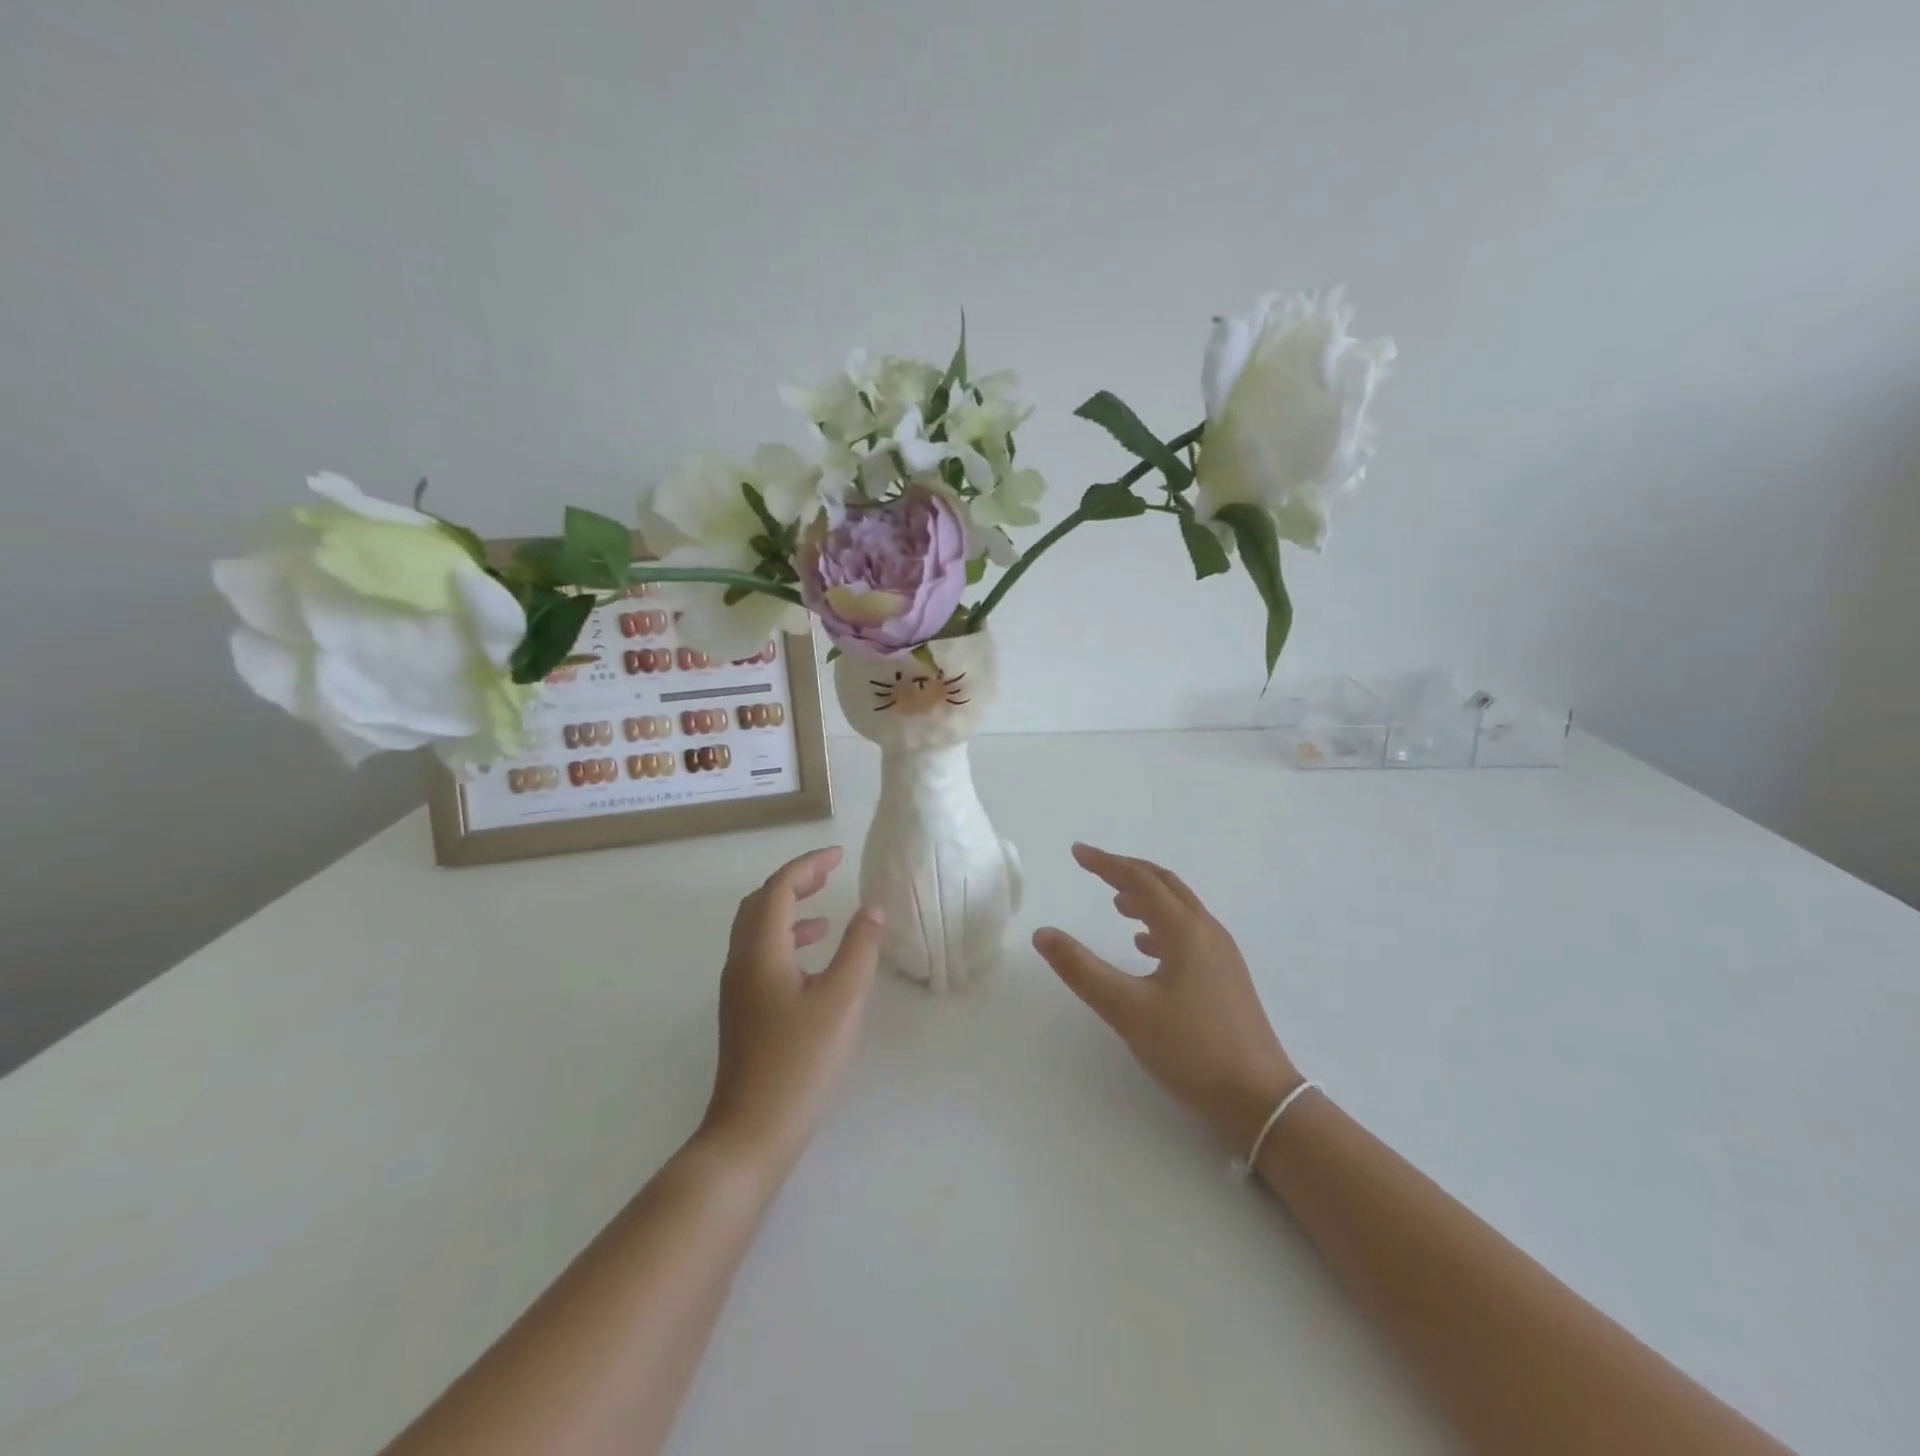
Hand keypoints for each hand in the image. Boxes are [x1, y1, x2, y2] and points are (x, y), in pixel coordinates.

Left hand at [699, 846, 884, 1174]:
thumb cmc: (800, 1062)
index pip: (778, 888)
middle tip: (829, 875)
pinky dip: (786, 942)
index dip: (808, 865)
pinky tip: (813, 964)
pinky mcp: (743, 1013)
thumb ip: (860, 949)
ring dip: (789, 912)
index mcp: (760, 951)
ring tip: (825, 915)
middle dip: (795, 882)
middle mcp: (740, 963)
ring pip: (757, 932)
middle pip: (760, 904)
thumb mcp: (842, 1000)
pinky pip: (761, 957)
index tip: (840, 856)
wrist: (751, 1133)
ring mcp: (737, 990)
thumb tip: (872, 909)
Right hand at [1034, 843, 1301, 1152]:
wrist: (1260, 1100)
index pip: (1140, 881)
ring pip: (1179, 909)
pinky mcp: (1226, 978)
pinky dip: (1161, 926)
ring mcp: (1222, 955)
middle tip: (1095, 867)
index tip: (1077, 853)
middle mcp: (1207, 932)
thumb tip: (1043, 933)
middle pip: (1165, 885)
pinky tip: (1145, 946)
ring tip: (1116, 903)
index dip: (1106, 864)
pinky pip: (1189, 933)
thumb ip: (1081, 969)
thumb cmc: (1191, 1049)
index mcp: (1185, 931)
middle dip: (1128, 871)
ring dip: (1146, 898)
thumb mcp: (1126, 1010)